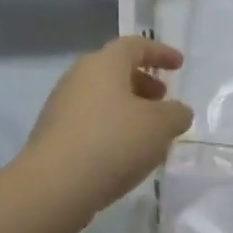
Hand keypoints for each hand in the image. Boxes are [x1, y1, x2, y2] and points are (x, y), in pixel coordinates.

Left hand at [18, 37, 192, 217]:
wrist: (54, 186)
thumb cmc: (113, 142)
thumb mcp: (160, 126)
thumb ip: (176, 114)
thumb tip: (176, 112)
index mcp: (104, 63)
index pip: (135, 45)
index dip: (160, 53)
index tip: (179, 65)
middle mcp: (79, 77)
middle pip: (116, 71)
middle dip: (144, 83)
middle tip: (163, 101)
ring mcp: (61, 106)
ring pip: (103, 99)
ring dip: (128, 109)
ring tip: (149, 134)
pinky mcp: (53, 135)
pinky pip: (90, 123)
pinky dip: (111, 129)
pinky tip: (125, 155)